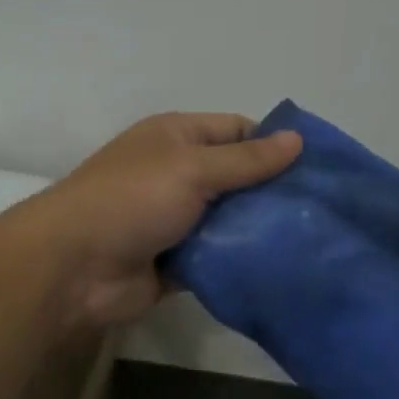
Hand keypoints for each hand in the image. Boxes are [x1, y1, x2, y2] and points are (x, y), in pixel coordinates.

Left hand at [25, 113, 302, 327]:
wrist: (74, 267)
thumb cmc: (132, 199)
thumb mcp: (192, 168)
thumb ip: (247, 160)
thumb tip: (297, 139)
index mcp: (177, 138)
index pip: (237, 131)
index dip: (274, 144)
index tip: (319, 167)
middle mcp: (178, 174)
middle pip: (238, 178)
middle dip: (274, 192)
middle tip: (324, 210)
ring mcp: (177, 220)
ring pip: (231, 221)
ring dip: (260, 230)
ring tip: (312, 240)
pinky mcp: (177, 261)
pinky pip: (218, 257)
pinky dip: (240, 261)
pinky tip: (282, 267)